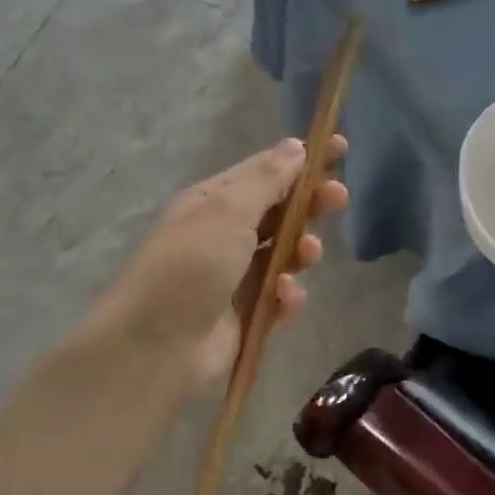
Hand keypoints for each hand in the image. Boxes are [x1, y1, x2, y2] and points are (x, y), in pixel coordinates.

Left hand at [93, 135, 348, 393]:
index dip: (303, 159)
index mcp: (214, 202)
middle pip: (280, 210)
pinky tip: (284, 297)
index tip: (341, 148)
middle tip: (340, 198)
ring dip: (302, 249)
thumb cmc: (190, 266)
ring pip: (285, 253)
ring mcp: (235, 276)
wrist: (153, 348)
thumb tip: (294, 146)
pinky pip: (279, 297)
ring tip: (308, 253)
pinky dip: (287, 295)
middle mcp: (224, 234)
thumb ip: (267, 180)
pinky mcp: (246, 315)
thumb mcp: (228, 212)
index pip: (266, 170)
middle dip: (311, 202)